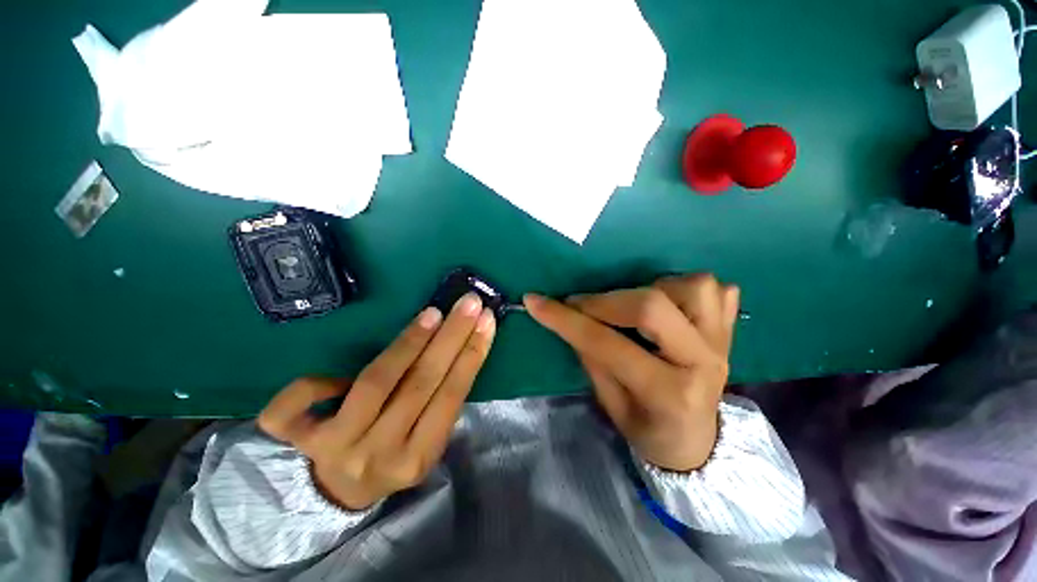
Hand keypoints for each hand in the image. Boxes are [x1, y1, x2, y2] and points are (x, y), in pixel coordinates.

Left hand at [258, 294, 496, 509]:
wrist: (342, 493)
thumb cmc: (395, 457)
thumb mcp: (427, 442)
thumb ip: (440, 405)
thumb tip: (459, 349)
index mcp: (419, 457)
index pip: (452, 396)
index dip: (472, 354)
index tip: (486, 321)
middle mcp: (379, 454)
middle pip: (421, 383)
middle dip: (451, 337)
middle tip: (468, 303)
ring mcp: (334, 447)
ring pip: (375, 382)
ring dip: (408, 342)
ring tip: (432, 314)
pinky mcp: (296, 441)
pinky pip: (294, 405)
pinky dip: (314, 380)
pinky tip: (333, 369)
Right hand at [524, 274, 739, 471]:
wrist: (698, 443)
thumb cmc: (648, 429)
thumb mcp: (611, 404)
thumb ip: (592, 357)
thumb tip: (570, 317)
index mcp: (668, 393)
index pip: (606, 344)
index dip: (566, 320)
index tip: (536, 301)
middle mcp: (703, 362)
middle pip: (652, 306)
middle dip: (604, 301)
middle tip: (580, 305)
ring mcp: (722, 342)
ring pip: (693, 286)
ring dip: (652, 288)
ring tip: (632, 305)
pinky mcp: (729, 331)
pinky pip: (715, 290)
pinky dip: (685, 287)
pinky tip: (669, 304)